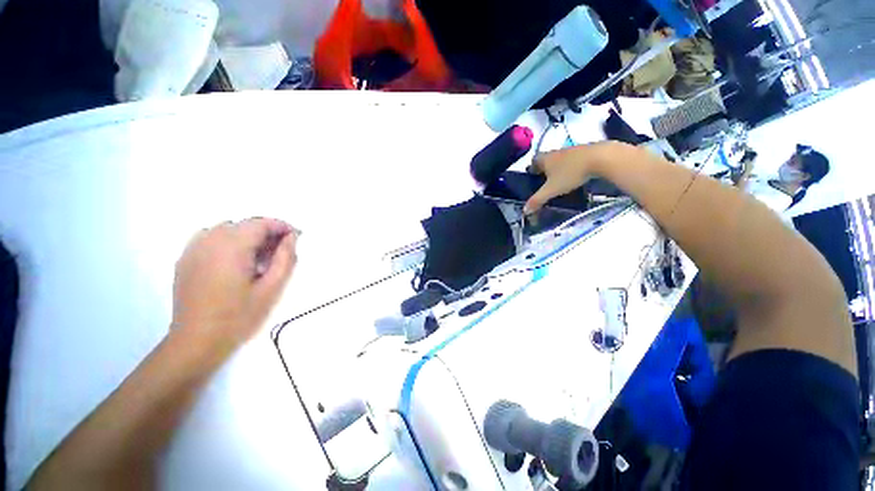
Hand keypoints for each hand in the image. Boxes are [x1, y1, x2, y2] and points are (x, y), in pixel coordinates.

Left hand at [172, 218, 298, 350]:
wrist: (196, 341)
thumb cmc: (238, 316)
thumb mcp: (271, 288)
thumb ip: (285, 258)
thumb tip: (292, 238)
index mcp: (232, 247)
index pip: (261, 223)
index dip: (281, 227)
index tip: (295, 238)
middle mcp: (210, 240)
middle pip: (244, 224)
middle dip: (266, 233)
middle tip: (279, 253)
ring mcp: (193, 248)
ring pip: (227, 228)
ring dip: (247, 236)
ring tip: (258, 258)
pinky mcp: (185, 259)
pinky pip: (210, 237)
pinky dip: (227, 241)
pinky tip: (234, 260)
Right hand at [523, 146, 597, 214]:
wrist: (602, 158)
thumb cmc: (571, 173)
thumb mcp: (552, 190)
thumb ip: (537, 200)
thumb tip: (524, 210)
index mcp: (545, 158)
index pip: (533, 161)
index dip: (531, 169)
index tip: (533, 178)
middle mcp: (556, 152)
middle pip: (546, 160)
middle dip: (545, 170)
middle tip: (546, 183)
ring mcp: (572, 150)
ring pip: (560, 160)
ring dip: (559, 168)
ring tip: (561, 181)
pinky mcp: (586, 151)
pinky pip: (574, 160)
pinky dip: (572, 167)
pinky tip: (577, 176)